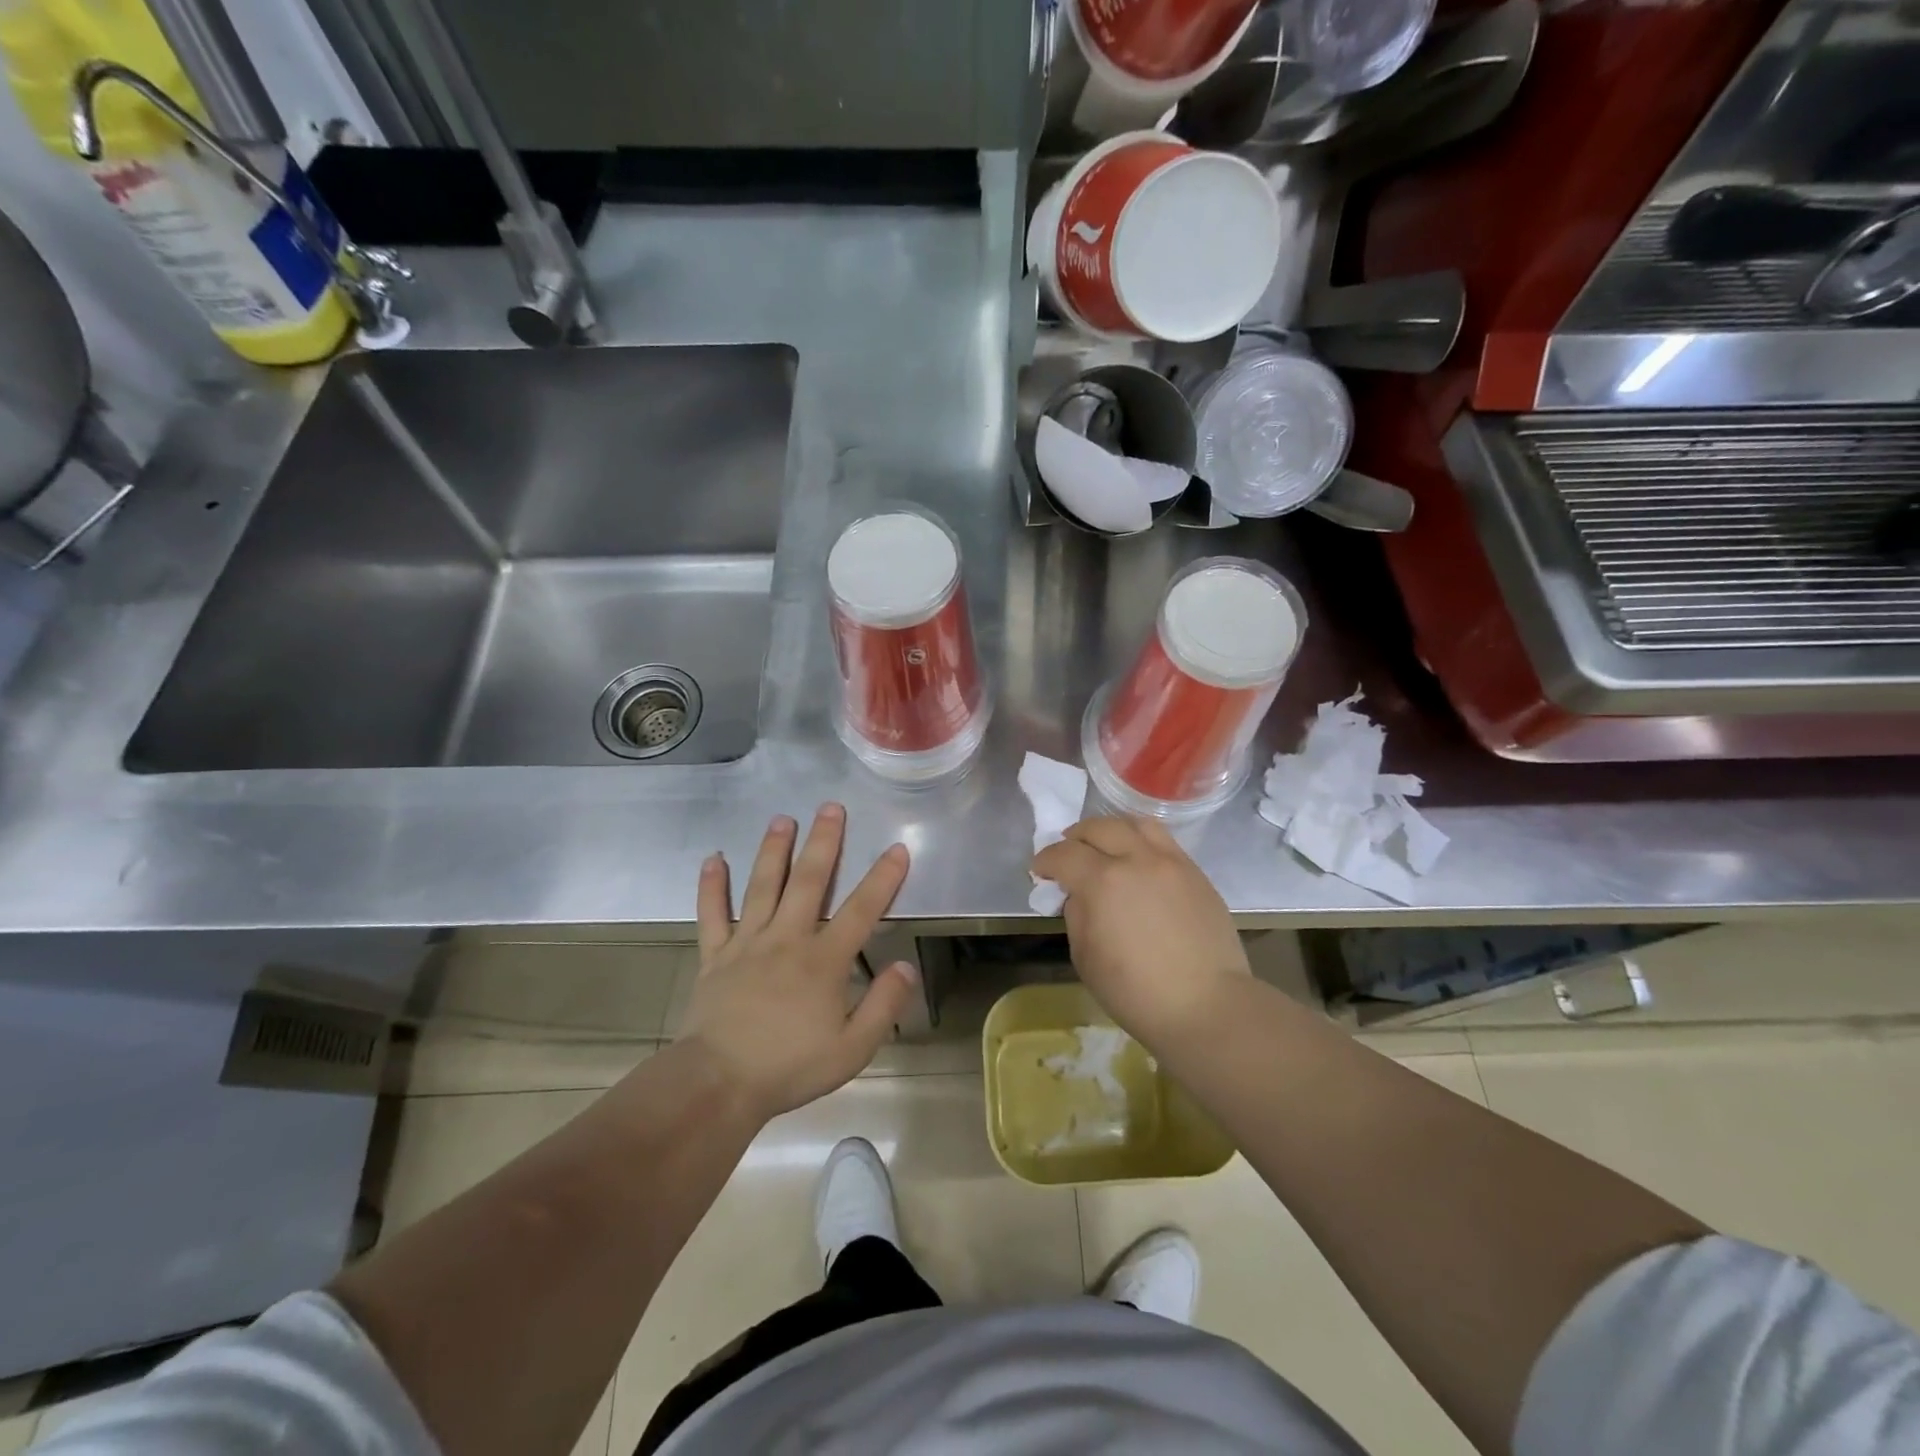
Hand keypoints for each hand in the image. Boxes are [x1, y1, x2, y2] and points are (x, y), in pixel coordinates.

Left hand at [682, 805, 918, 1121]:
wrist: (718, 1083)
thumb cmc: (790, 1067)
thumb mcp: (853, 1049)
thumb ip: (883, 1005)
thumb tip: (906, 967)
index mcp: (824, 959)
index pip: (862, 909)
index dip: (883, 877)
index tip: (897, 848)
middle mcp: (788, 938)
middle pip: (809, 880)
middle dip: (824, 841)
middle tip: (830, 807)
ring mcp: (747, 942)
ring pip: (763, 885)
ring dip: (774, 849)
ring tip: (783, 818)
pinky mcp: (715, 955)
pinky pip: (712, 913)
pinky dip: (711, 886)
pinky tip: (713, 859)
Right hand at [1032, 816, 1249, 1051]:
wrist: (1206, 1006)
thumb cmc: (1136, 992)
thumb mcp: (1085, 957)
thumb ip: (1077, 914)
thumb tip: (1081, 895)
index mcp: (1103, 881)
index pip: (1064, 854)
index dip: (1045, 860)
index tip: (1039, 871)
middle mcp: (1137, 859)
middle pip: (1099, 828)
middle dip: (1075, 837)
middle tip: (1068, 854)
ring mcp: (1171, 862)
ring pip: (1135, 824)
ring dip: (1111, 830)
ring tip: (1105, 847)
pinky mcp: (1196, 873)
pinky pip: (1163, 842)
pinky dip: (1141, 842)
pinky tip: (1138, 863)